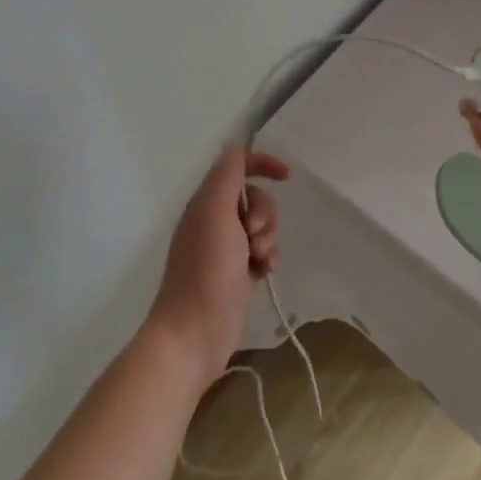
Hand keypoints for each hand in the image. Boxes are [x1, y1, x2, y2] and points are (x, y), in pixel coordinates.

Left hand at [146, 146, 286, 383]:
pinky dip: (268, 257)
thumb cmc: (206, 270)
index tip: (286, 176)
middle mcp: (215, 220)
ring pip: (262, 225)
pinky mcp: (237, 272)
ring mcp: (226, 248)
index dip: (262, 164)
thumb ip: (227, 177)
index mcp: (206, 202)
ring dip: (270, 238)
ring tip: (260, 260)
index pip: (237, 167)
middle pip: (255, 197)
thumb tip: (235, 146)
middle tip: (255, 236)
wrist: (194, 333)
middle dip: (266, 213)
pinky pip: (263, 251)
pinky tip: (265, 273)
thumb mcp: (216, 213)